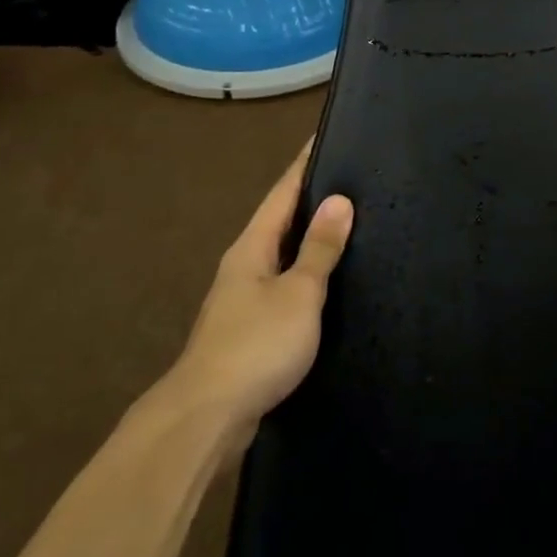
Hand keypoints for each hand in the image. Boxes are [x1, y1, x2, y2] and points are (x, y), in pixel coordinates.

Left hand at [169, 139, 354, 426]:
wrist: (205, 419)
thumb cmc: (256, 345)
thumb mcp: (299, 293)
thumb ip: (319, 248)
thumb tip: (340, 200)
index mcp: (252, 247)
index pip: (283, 192)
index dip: (305, 164)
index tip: (325, 136)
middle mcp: (243, 266)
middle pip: (280, 221)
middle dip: (311, 199)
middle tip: (351, 179)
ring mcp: (242, 301)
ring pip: (281, 256)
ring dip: (309, 239)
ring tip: (347, 225)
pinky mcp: (248, 332)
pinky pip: (283, 287)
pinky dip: (305, 274)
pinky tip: (327, 283)